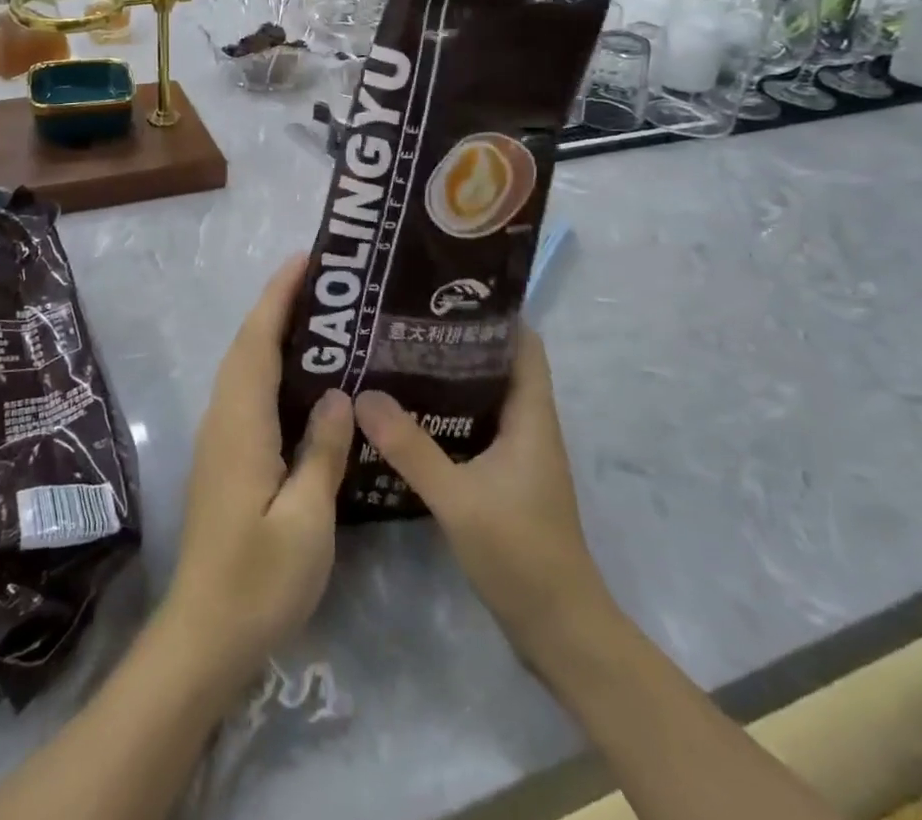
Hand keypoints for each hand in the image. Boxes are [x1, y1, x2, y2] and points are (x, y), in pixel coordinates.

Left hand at [163, 255, 354, 687]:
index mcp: (241, 424)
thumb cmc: (258, 580)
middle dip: (278, 305)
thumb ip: (321, 452)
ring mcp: (219, 438)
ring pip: (244, 367)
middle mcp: (223, 418)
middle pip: (246, 346)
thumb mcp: (306, 521)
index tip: (305, 259)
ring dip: (273, 334)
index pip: (257, 341)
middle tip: (326, 283)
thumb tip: (337, 395)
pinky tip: (304, 381)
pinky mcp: (224, 458)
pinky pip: (247, 392)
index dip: (278, 296)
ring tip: (321, 319)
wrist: (204, 636)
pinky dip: (270, 366)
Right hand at [353, 327, 612, 659]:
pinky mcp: (503, 476)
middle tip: (404, 320)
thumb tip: (363, 394)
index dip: (493, 312)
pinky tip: (405, 413)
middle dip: (456, 339)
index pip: (523, 343)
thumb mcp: (458, 498)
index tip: (445, 291)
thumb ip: (410, 447)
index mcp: (531, 416)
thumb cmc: (520, 553)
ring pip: (481, 396)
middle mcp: (528, 425)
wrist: (559, 629)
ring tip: (396, 354)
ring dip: (446, 377)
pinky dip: (444, 413)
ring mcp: (517, 452)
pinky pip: (472, 427)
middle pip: (496, 363)